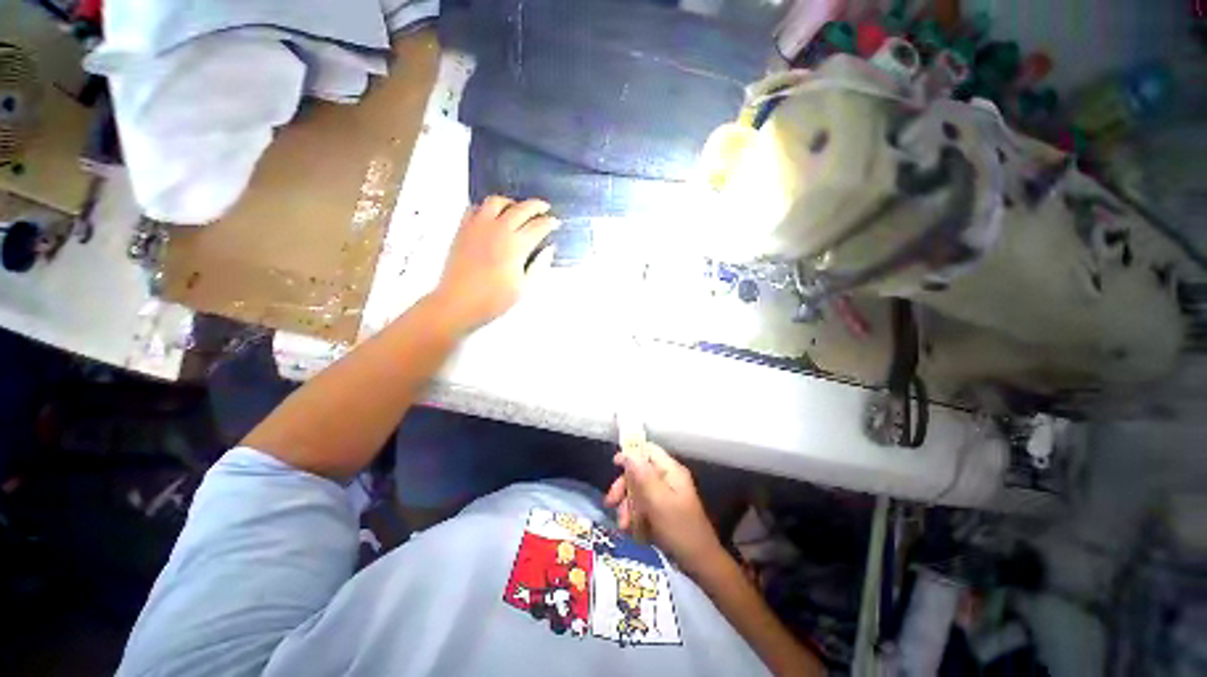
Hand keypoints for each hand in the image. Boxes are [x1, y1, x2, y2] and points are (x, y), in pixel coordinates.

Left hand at [429, 196, 559, 332]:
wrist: (459, 302)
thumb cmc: (494, 299)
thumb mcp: (523, 287)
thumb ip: (539, 265)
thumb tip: (549, 249)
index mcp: (516, 245)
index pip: (538, 226)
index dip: (550, 223)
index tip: (555, 223)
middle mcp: (498, 230)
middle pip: (521, 208)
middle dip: (536, 206)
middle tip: (544, 208)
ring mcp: (478, 226)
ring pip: (497, 201)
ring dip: (511, 203)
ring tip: (517, 209)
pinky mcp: (463, 229)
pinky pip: (475, 208)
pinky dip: (486, 208)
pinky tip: (492, 216)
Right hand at [605, 442, 726, 576]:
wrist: (700, 564)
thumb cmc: (679, 529)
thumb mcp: (659, 501)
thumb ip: (643, 476)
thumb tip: (628, 453)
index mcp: (671, 471)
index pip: (649, 450)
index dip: (631, 454)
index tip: (614, 465)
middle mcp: (668, 479)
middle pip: (639, 472)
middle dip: (624, 487)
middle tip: (610, 503)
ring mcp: (666, 496)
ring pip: (639, 492)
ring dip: (628, 506)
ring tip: (623, 526)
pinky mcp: (663, 512)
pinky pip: (643, 507)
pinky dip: (635, 517)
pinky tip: (632, 531)